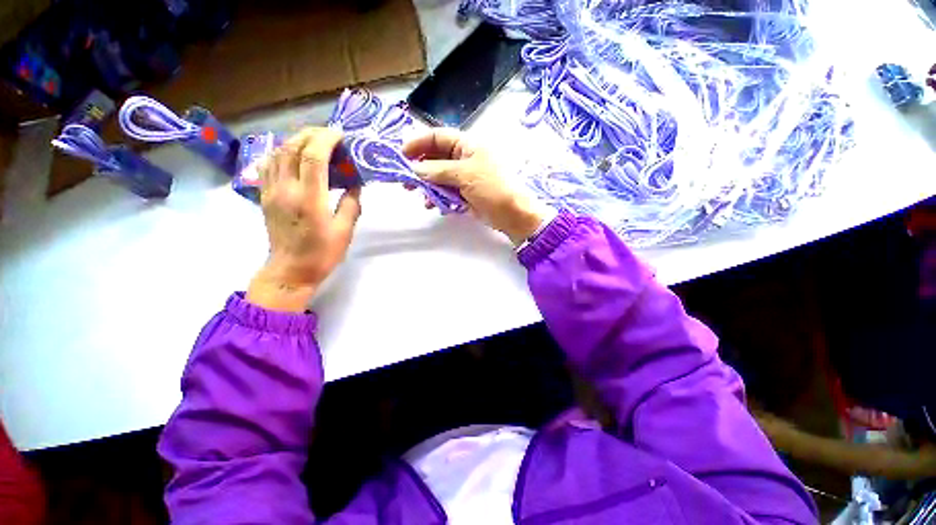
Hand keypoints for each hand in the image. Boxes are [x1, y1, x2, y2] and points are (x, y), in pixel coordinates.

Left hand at [246, 128, 361, 311]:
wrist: (290, 270)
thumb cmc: (322, 253)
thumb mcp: (345, 231)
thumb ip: (351, 204)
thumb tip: (356, 183)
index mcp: (309, 199)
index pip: (313, 156)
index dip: (327, 140)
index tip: (341, 136)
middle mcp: (286, 189)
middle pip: (292, 147)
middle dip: (311, 134)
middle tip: (330, 135)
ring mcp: (271, 190)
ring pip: (277, 152)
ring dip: (296, 140)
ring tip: (314, 141)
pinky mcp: (264, 195)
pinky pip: (268, 164)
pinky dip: (281, 152)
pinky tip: (292, 154)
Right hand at [402, 128, 543, 244]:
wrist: (511, 214)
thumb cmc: (492, 188)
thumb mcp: (465, 175)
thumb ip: (438, 170)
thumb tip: (415, 168)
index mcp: (467, 145)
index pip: (438, 137)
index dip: (419, 143)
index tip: (402, 155)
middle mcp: (464, 158)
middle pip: (435, 158)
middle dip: (420, 169)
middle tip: (406, 182)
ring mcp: (464, 177)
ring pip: (439, 177)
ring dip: (428, 186)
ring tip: (420, 197)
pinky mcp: (464, 193)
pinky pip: (446, 192)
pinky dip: (438, 197)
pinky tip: (434, 205)